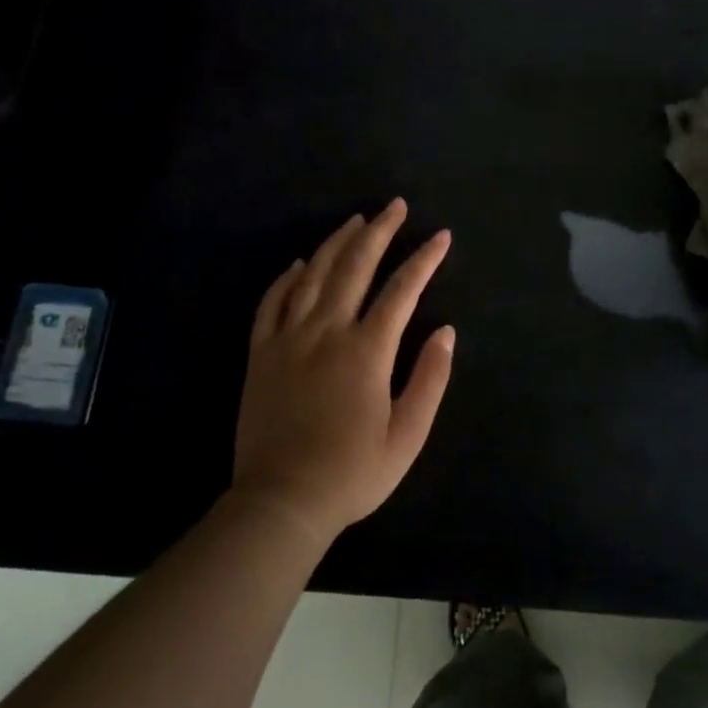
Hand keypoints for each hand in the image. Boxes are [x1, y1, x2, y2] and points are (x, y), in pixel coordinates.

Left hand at [232, 200, 454, 545]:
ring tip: (356, 221)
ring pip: (312, 274)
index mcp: (367, 350)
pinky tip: (298, 263)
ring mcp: (288, 339)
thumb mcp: (408, 435)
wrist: (281, 502)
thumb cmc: (352, 472)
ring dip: (336, 243)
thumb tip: (447, 332)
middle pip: (355, 266)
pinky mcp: (260, 354)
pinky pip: (271, 303)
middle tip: (395, 206)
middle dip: (380, 232)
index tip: (441, 236)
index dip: (425, 259)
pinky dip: (286, 278)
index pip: (403, 289)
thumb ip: (430, 378)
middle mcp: (327, 331)